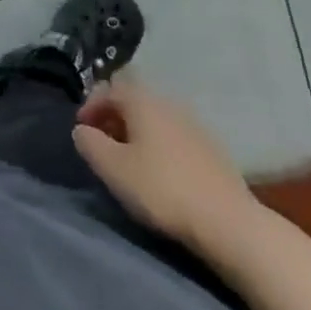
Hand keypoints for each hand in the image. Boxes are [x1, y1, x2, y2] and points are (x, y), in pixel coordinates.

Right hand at [73, 78, 259, 249]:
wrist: (228, 222)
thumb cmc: (162, 189)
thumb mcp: (113, 168)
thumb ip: (90, 144)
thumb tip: (82, 130)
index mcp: (143, 101)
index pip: (109, 87)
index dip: (91, 105)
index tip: (82, 130)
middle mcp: (168, 102)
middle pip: (133, 100)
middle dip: (114, 117)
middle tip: (103, 144)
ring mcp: (194, 124)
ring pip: (155, 118)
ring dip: (137, 132)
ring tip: (129, 160)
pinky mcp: (211, 148)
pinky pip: (174, 135)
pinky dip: (158, 144)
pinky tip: (159, 171)